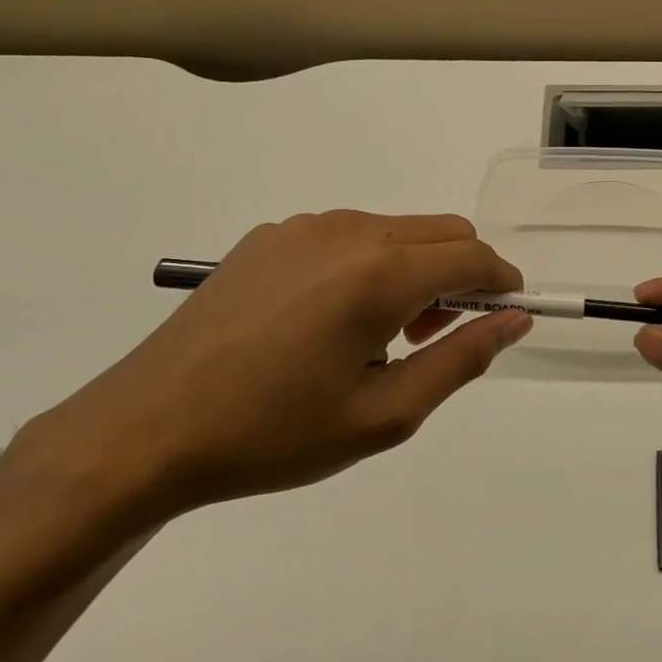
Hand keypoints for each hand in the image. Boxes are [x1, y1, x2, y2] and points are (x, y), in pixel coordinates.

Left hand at [20, 212, 529, 523]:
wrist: (147, 430)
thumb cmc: (275, 433)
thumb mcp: (386, 414)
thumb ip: (462, 359)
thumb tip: (514, 320)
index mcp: (380, 273)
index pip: (473, 256)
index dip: (502, 284)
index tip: (504, 317)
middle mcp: (347, 231)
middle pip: (442, 231)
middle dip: (461, 275)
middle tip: (435, 337)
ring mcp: (302, 228)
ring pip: (396, 230)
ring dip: (415, 269)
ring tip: (381, 335)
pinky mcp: (268, 237)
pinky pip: (347, 236)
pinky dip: (369, 265)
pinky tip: (330, 321)